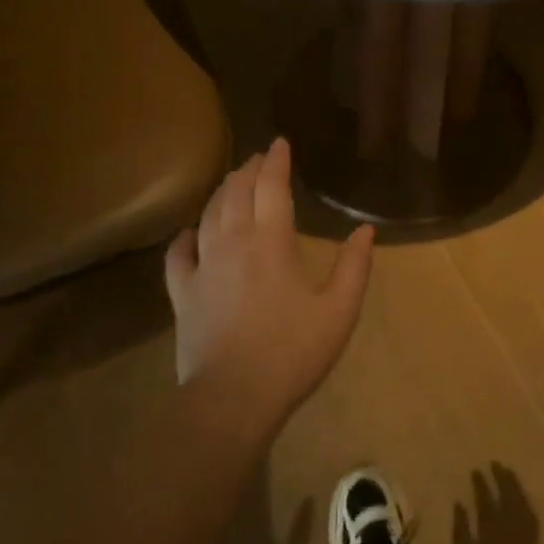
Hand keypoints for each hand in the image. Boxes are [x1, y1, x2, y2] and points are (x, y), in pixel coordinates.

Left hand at [165, 138, 373, 436]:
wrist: (233, 399)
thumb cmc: (293, 353)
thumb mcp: (339, 311)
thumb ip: (355, 266)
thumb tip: (365, 230)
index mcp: (271, 242)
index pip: (271, 186)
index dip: (276, 161)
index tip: (280, 143)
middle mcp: (233, 243)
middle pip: (236, 193)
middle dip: (248, 170)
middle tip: (258, 159)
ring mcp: (203, 268)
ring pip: (208, 215)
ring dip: (221, 193)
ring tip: (232, 182)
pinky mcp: (182, 295)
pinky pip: (178, 255)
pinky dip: (185, 237)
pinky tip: (190, 233)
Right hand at [452, 464, 538, 543]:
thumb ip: (461, 531)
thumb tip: (459, 503)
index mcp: (491, 537)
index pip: (487, 502)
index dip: (482, 485)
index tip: (476, 470)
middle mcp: (511, 535)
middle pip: (509, 499)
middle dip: (502, 479)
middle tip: (495, 464)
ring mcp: (525, 542)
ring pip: (523, 507)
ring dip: (516, 488)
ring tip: (508, 473)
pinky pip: (533, 521)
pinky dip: (527, 505)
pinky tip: (522, 498)